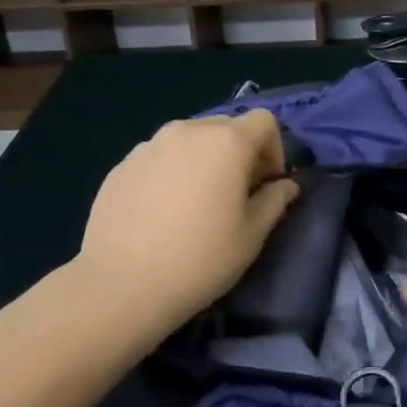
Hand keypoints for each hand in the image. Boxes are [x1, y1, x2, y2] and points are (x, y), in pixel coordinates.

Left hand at [74, 109, 300, 330]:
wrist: (121, 285)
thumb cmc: (200, 259)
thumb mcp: (252, 235)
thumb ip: (274, 201)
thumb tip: (285, 186)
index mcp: (226, 142)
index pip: (263, 121)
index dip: (274, 149)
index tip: (267, 185)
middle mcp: (187, 131)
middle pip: (226, 126)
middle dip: (239, 153)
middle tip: (236, 194)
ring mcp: (149, 146)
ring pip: (190, 140)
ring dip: (204, 160)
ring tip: (197, 202)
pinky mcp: (122, 166)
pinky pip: (160, 157)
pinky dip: (172, 172)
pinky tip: (163, 213)